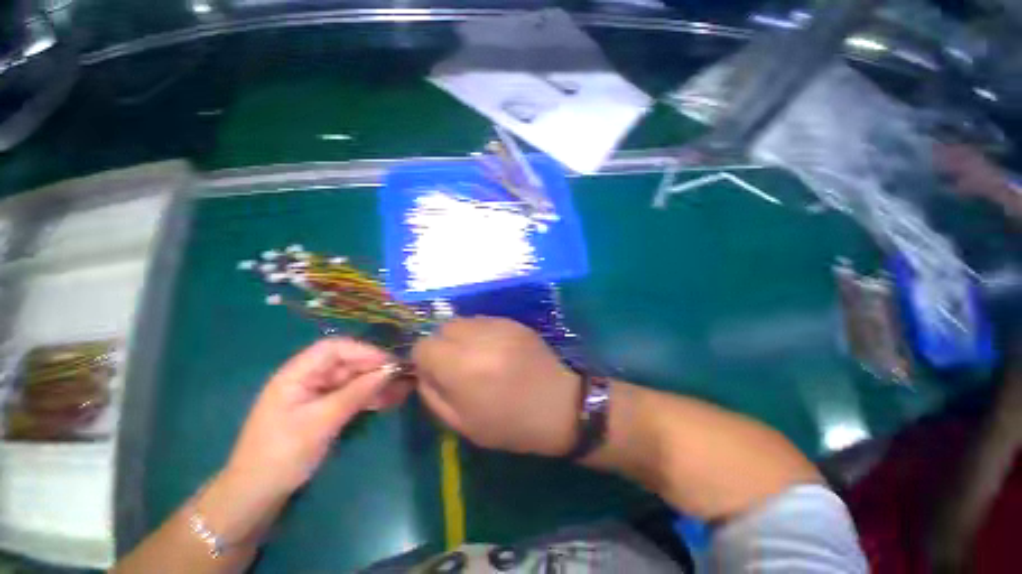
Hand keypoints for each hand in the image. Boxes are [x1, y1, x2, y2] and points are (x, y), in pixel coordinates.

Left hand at [206, 339, 410, 540]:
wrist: (256, 495)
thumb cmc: (282, 455)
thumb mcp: (321, 422)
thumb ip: (356, 393)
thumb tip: (389, 370)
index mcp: (296, 374)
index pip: (334, 348)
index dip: (364, 351)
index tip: (389, 363)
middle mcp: (307, 379)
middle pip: (347, 363)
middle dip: (375, 368)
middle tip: (403, 377)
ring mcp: (316, 395)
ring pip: (352, 380)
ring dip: (376, 383)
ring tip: (402, 390)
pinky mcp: (323, 410)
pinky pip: (350, 396)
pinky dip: (368, 397)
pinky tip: (388, 401)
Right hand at [412, 317, 579, 455]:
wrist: (559, 405)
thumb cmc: (510, 423)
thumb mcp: (462, 423)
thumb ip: (433, 395)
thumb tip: (423, 373)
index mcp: (461, 367)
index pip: (423, 346)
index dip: (424, 361)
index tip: (437, 374)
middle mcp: (477, 338)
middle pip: (442, 328)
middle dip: (442, 345)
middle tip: (457, 366)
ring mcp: (498, 325)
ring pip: (462, 321)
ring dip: (461, 337)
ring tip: (477, 356)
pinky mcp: (513, 321)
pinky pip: (483, 320)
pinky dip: (480, 332)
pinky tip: (495, 349)